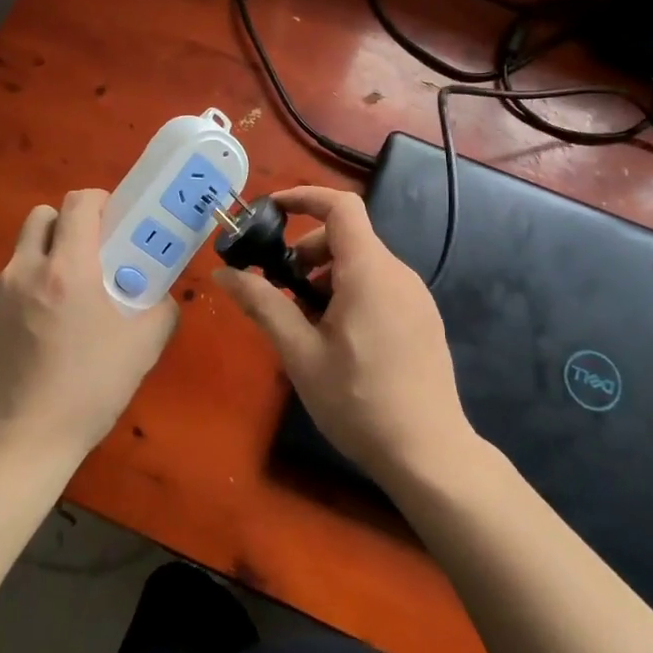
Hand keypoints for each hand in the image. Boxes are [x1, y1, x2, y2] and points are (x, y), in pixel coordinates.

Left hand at [0, 189, 177, 462]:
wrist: (20, 442)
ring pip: (21, 255)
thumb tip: (159, 293)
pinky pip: (1, 289)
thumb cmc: (88, 391)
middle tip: (85, 259)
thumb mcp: (143, 348)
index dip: (98, 202)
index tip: (111, 222)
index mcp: (68, 270)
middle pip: (42, 217)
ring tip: (56, 308)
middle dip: (66, 227)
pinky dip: (18, 298)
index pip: (79, 203)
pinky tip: (29, 338)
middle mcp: (24, 269)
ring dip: (41, 264)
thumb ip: (160, 308)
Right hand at [214, 185, 476, 485]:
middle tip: (281, 288)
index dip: (304, 198)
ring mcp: (415, 297)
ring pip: (362, 264)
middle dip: (307, 251)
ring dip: (326, 276)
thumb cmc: (358, 401)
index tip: (271, 211)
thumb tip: (223, 274)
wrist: (429, 455)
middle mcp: (397, 273)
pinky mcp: (422, 319)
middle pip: (347, 237)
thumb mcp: (300, 354)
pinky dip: (349, 292)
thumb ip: (263, 305)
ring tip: (304, 321)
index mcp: (369, 271)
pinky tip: (336, 339)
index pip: (341, 207)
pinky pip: (379, 286)